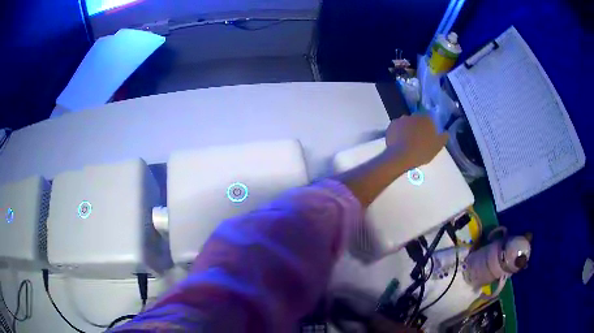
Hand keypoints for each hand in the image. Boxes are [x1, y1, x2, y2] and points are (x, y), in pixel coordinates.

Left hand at [385, 114, 448, 168]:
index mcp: (426, 118)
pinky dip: (398, 133)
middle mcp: (413, 115)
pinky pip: (396, 128)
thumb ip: (443, 138)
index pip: (429, 119)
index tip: (428, 136)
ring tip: (407, 142)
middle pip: (417, 121)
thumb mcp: (437, 147)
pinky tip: (398, 142)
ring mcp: (401, 119)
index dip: (429, 127)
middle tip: (418, 140)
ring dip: (407, 130)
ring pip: (406, 123)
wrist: (401, 156)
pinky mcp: (391, 125)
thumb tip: (446, 133)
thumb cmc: (422, 151)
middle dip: (418, 128)